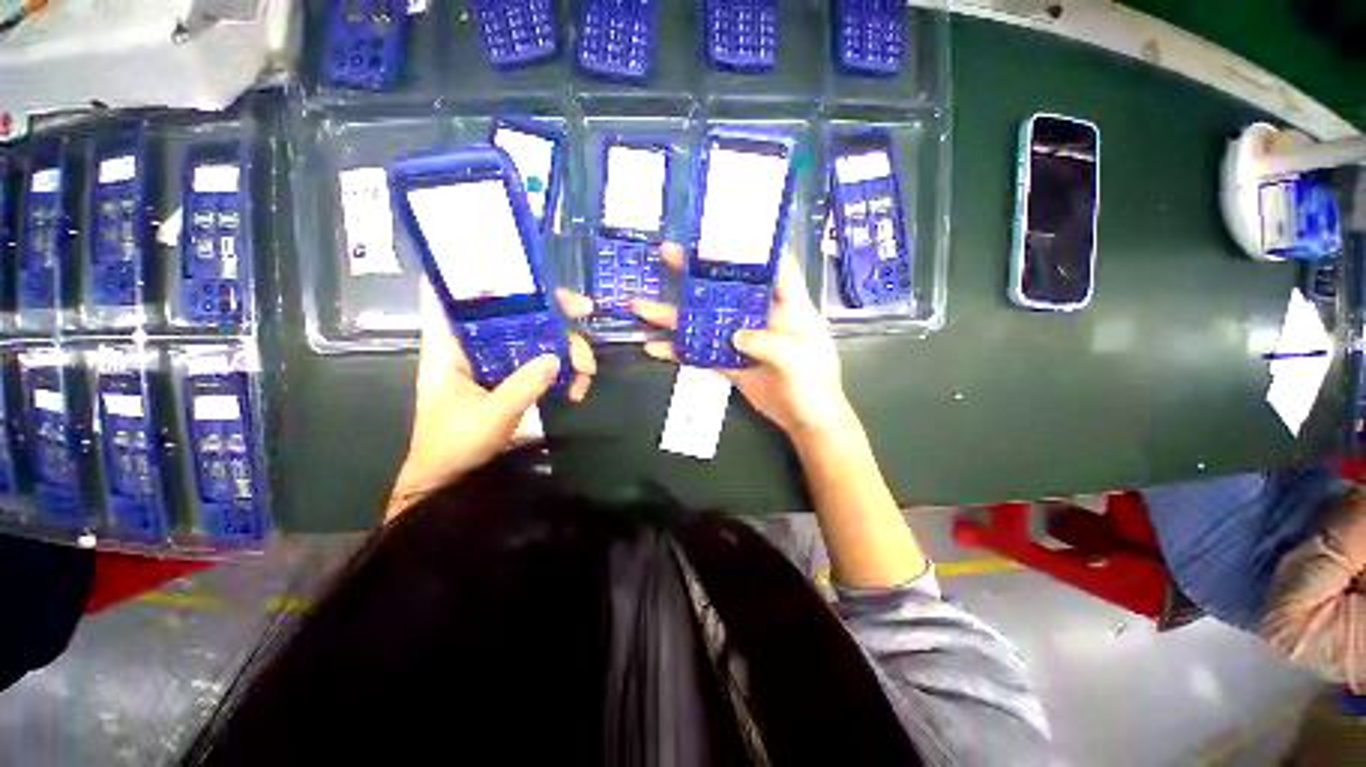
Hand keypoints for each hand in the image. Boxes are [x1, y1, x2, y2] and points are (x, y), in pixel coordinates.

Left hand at [385, 282, 596, 520]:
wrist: (452, 483)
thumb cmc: (454, 448)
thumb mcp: (489, 417)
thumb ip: (522, 386)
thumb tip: (556, 356)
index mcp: (449, 348)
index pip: (449, 295)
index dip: (472, 272)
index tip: (511, 263)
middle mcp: (474, 349)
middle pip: (511, 313)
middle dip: (550, 309)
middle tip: (584, 310)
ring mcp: (498, 365)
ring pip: (535, 339)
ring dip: (567, 347)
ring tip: (586, 372)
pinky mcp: (514, 381)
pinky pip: (544, 365)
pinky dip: (565, 371)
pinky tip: (579, 389)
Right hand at [632, 243, 850, 438]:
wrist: (807, 422)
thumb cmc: (814, 386)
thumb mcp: (799, 361)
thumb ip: (769, 345)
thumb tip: (734, 335)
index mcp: (787, 306)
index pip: (772, 265)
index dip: (749, 245)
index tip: (718, 231)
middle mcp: (759, 316)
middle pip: (726, 288)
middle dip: (694, 272)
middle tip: (664, 253)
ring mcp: (740, 340)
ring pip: (704, 321)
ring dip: (673, 314)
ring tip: (639, 305)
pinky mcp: (730, 362)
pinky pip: (701, 353)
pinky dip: (679, 351)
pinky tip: (654, 348)